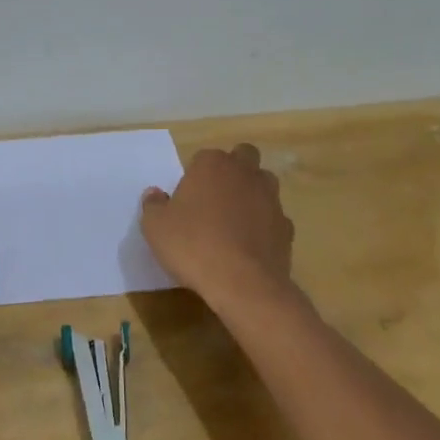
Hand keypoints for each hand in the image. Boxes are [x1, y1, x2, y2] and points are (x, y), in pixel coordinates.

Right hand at [140, 143, 294, 306]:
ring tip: (233, 221)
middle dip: (232, 170)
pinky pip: (273, 218)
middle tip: (214, 199)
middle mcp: (245, 173)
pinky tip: (249, 245)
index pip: (204, 157)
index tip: (186, 198)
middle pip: (244, 157)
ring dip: (251, 194)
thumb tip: (155, 194)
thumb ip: (153, 205)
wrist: (241, 282)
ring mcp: (271, 199)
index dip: (195, 175)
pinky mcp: (286, 227)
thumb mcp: (155, 227)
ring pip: (264, 184)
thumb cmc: (192, 245)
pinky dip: (264, 225)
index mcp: (212, 165)